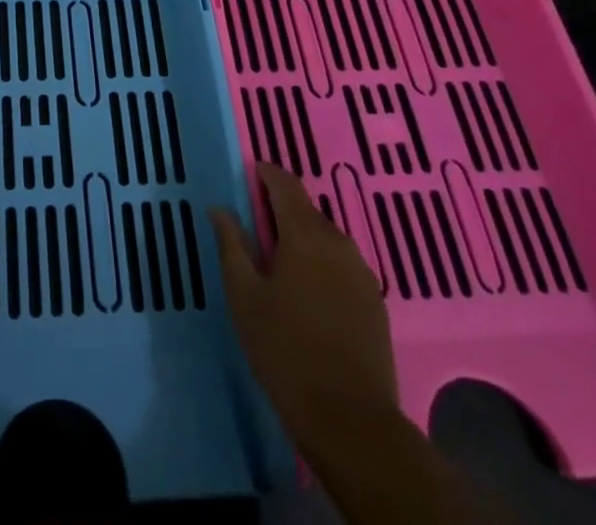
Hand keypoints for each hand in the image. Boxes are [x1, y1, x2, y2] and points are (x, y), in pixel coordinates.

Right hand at [210, 161, 397, 430]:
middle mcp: (338, 243)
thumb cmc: (286, 350)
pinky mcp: (374, 302)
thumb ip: (231, 245)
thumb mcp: (244, 296)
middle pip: (306, 210)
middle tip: (254, 225)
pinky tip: (307, 291)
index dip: (266, 174)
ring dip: (302, 237)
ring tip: (278, 260)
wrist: (351, 421)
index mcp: (305, 234)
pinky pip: (341, 264)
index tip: (248, 174)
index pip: (286, 184)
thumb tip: (220, 208)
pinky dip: (321, 263)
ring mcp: (361, 273)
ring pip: (326, 238)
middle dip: (281, 209)